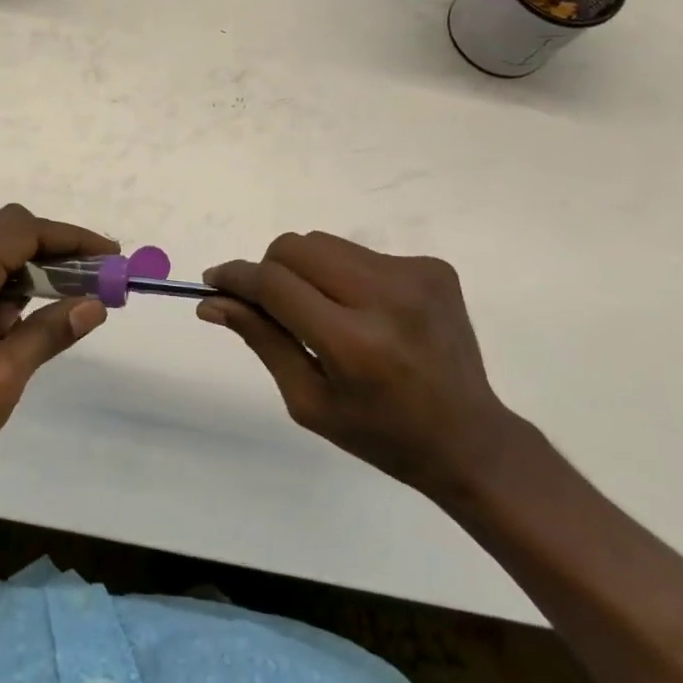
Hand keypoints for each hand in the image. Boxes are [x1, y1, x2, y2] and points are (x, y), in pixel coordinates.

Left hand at [0, 204, 114, 487]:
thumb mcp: (0, 378)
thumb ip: (48, 333)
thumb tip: (94, 305)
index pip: (23, 231)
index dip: (71, 238)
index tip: (111, 257)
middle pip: (9, 234)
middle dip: (57, 251)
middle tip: (94, 281)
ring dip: (34, 274)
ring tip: (70, 307)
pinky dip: (10, 293)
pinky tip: (25, 328)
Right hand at [201, 232, 517, 501]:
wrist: (470, 439)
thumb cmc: (380, 434)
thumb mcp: (308, 400)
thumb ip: (261, 339)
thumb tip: (212, 301)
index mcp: (354, 343)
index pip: (274, 284)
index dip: (237, 277)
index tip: (214, 282)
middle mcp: (386, 297)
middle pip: (296, 247)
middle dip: (271, 270)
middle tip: (275, 307)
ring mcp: (415, 276)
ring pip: (325, 243)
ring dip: (308, 270)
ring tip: (325, 312)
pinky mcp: (433, 266)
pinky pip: (361, 252)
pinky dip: (346, 275)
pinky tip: (365, 313)